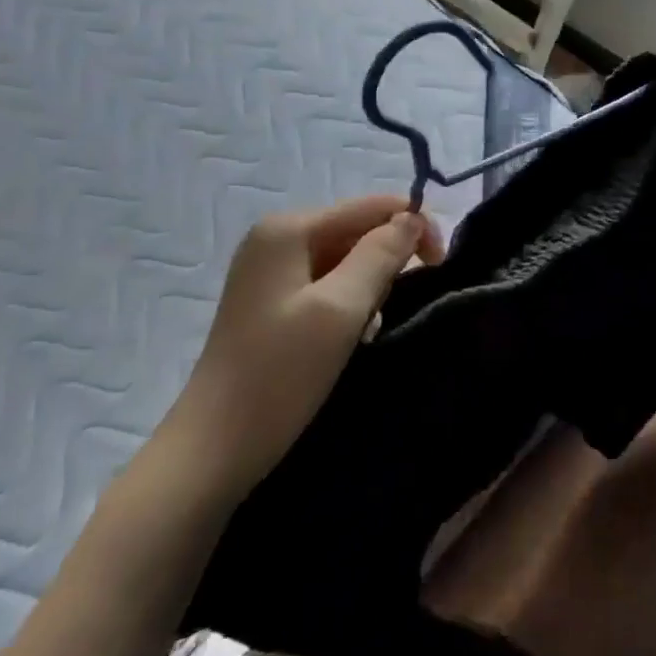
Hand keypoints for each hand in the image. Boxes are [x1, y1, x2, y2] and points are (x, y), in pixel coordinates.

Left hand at [161, 195, 441, 493]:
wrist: (215, 449)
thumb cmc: (280, 374)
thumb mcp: (341, 309)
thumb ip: (381, 255)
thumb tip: (413, 218)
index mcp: (289, 229)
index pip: (371, 206)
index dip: (413, 227)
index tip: (441, 265)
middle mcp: (276, 238)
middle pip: (358, 230)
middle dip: (387, 262)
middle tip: (391, 308)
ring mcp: (270, 270)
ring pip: (346, 259)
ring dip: (369, 288)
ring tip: (366, 330)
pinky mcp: (271, 301)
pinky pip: (328, 284)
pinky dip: (349, 304)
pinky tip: (350, 336)